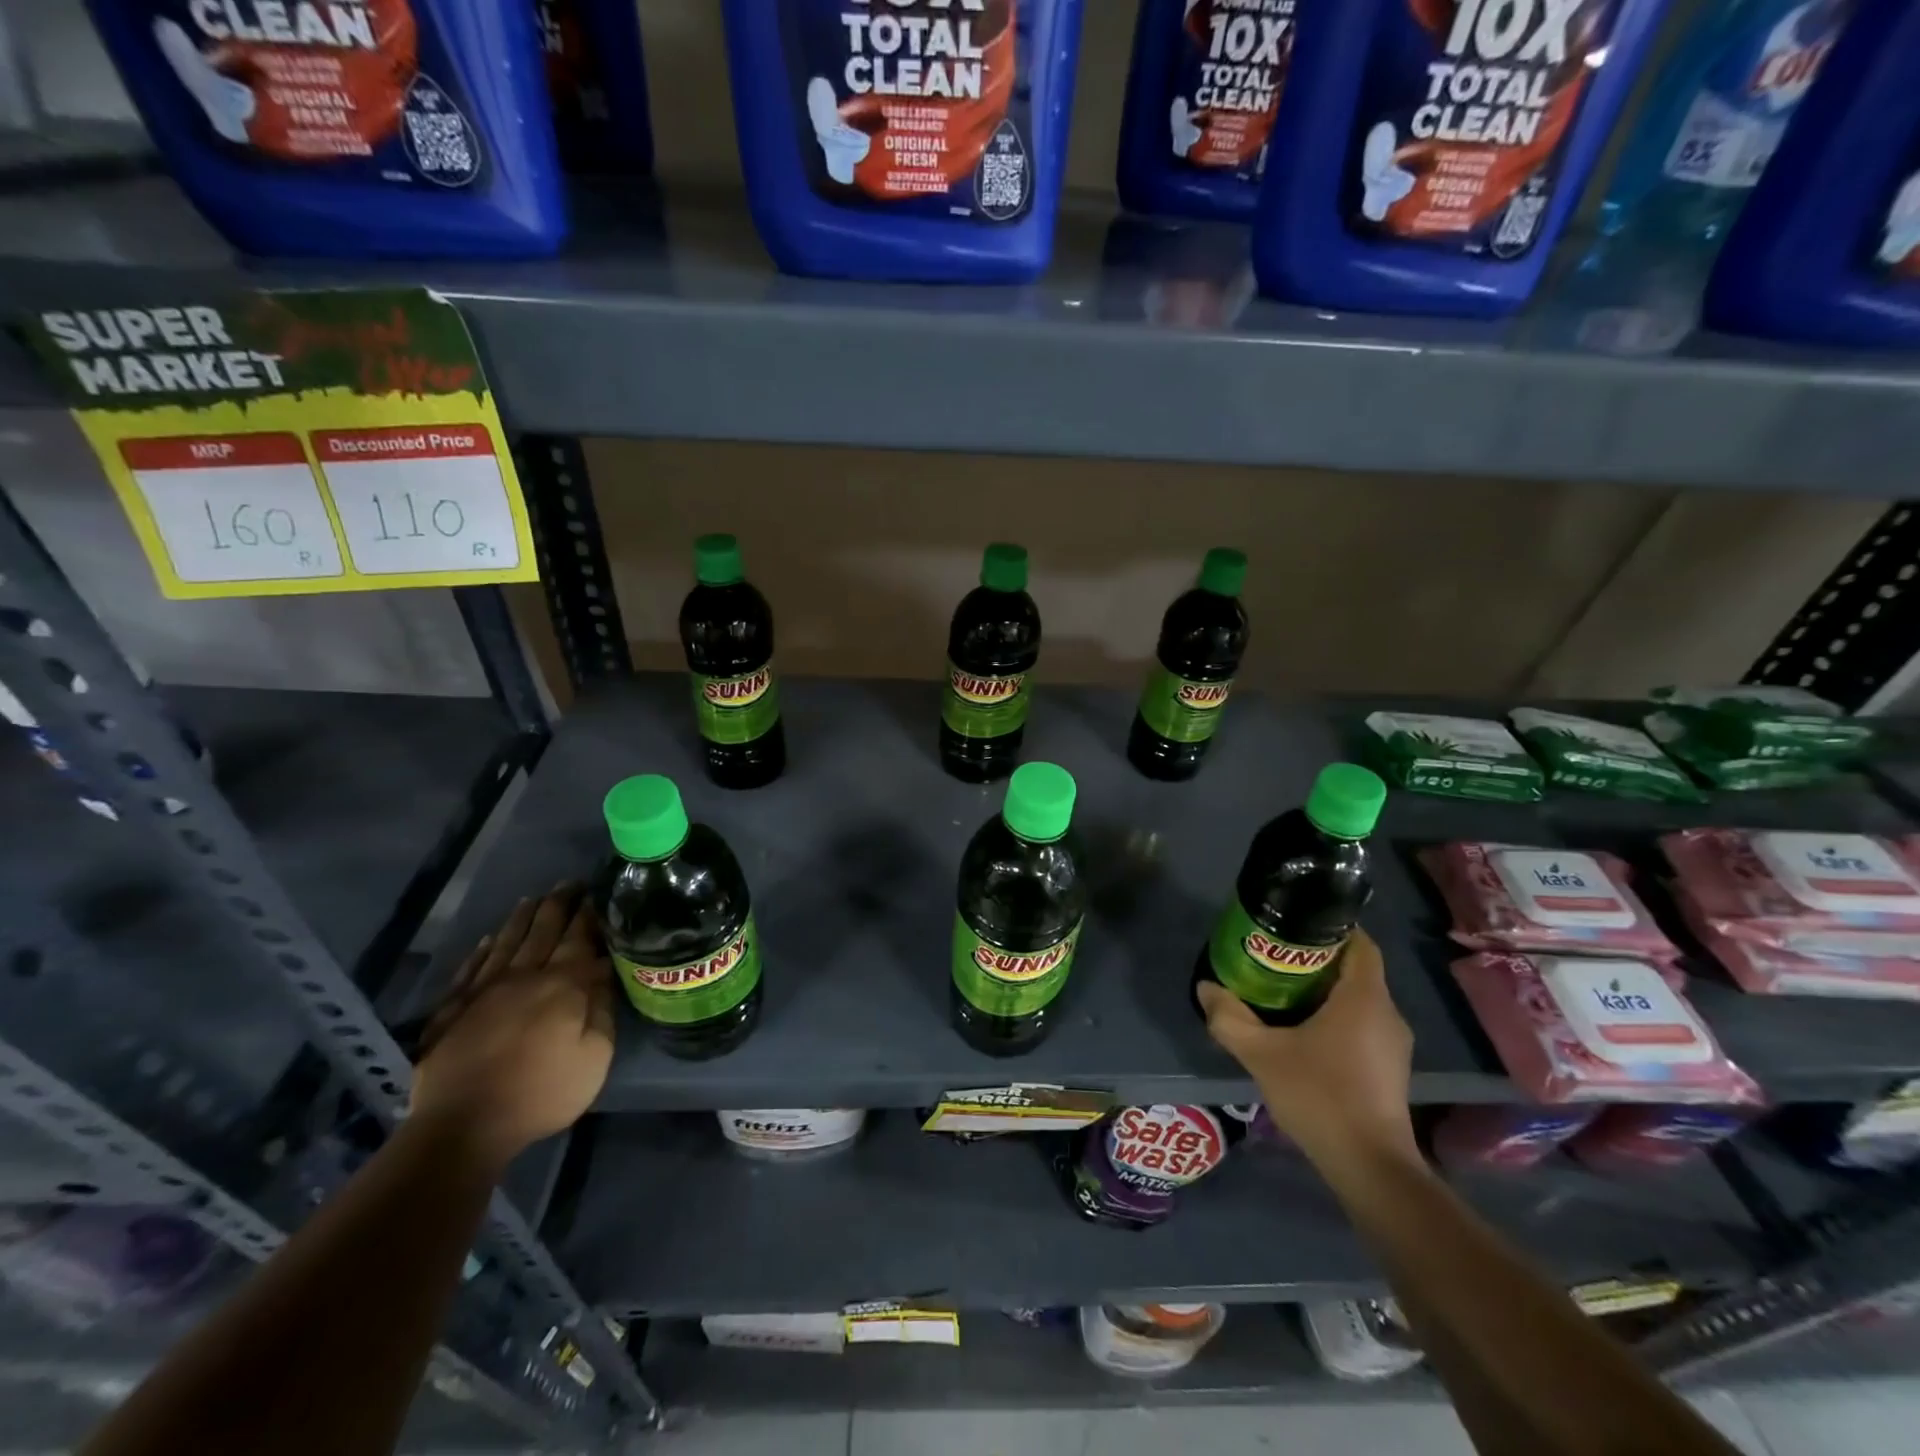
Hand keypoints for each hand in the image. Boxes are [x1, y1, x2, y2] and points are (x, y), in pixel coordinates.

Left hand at [411, 886, 614, 1168]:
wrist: (463, 1126)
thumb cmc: (541, 1092)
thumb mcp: (594, 1056)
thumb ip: (602, 1010)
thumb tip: (604, 973)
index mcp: (562, 985)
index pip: (580, 937)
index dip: (590, 913)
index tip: (599, 892)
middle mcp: (523, 976)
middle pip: (542, 930)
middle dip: (559, 904)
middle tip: (571, 883)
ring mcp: (483, 991)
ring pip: (505, 942)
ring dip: (522, 918)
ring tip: (534, 899)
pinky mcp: (451, 1011)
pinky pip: (469, 969)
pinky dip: (480, 951)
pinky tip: (486, 940)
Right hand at [1196, 930, 1417, 1166]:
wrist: (1371, 1168)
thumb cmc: (1320, 1096)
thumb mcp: (1262, 1054)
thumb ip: (1230, 1019)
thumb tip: (1207, 988)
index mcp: (1364, 997)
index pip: (1359, 942)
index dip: (1330, 927)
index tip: (1293, 925)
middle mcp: (1387, 1013)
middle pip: (1355, 969)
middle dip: (1317, 959)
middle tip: (1274, 957)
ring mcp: (1393, 1044)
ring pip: (1359, 999)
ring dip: (1325, 990)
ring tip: (1282, 992)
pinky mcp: (1390, 1069)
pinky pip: (1363, 1024)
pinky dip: (1336, 1017)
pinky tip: (1304, 1032)